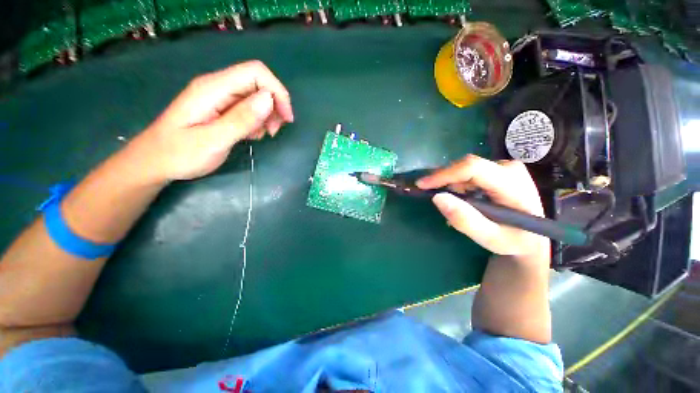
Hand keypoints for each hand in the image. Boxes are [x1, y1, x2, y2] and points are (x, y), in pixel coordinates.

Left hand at [134, 60, 293, 180]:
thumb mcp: (213, 140)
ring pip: (256, 96)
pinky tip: (252, 135)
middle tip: (273, 131)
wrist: (155, 162)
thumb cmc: (179, 154)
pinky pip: (249, 108)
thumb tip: (268, 99)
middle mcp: (218, 87)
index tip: (286, 118)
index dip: (277, 91)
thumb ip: (241, 119)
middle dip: (274, 106)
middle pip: (258, 83)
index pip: (255, 72)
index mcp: (213, 88)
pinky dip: (258, 121)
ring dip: (268, 115)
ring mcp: (220, 98)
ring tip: (262, 135)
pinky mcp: (222, 109)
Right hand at [416, 155, 548, 260]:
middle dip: (444, 181)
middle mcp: (509, 168)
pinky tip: (460, 199)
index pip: (472, 168)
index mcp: (513, 183)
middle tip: (432, 197)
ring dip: (451, 184)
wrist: (531, 237)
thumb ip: (465, 220)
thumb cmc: (513, 241)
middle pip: (466, 167)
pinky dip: (457, 184)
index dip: (444, 174)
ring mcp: (504, 167)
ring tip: (451, 204)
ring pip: (465, 169)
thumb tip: (437, 198)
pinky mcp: (498, 170)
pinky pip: (469, 172)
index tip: (422, 185)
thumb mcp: (490, 238)